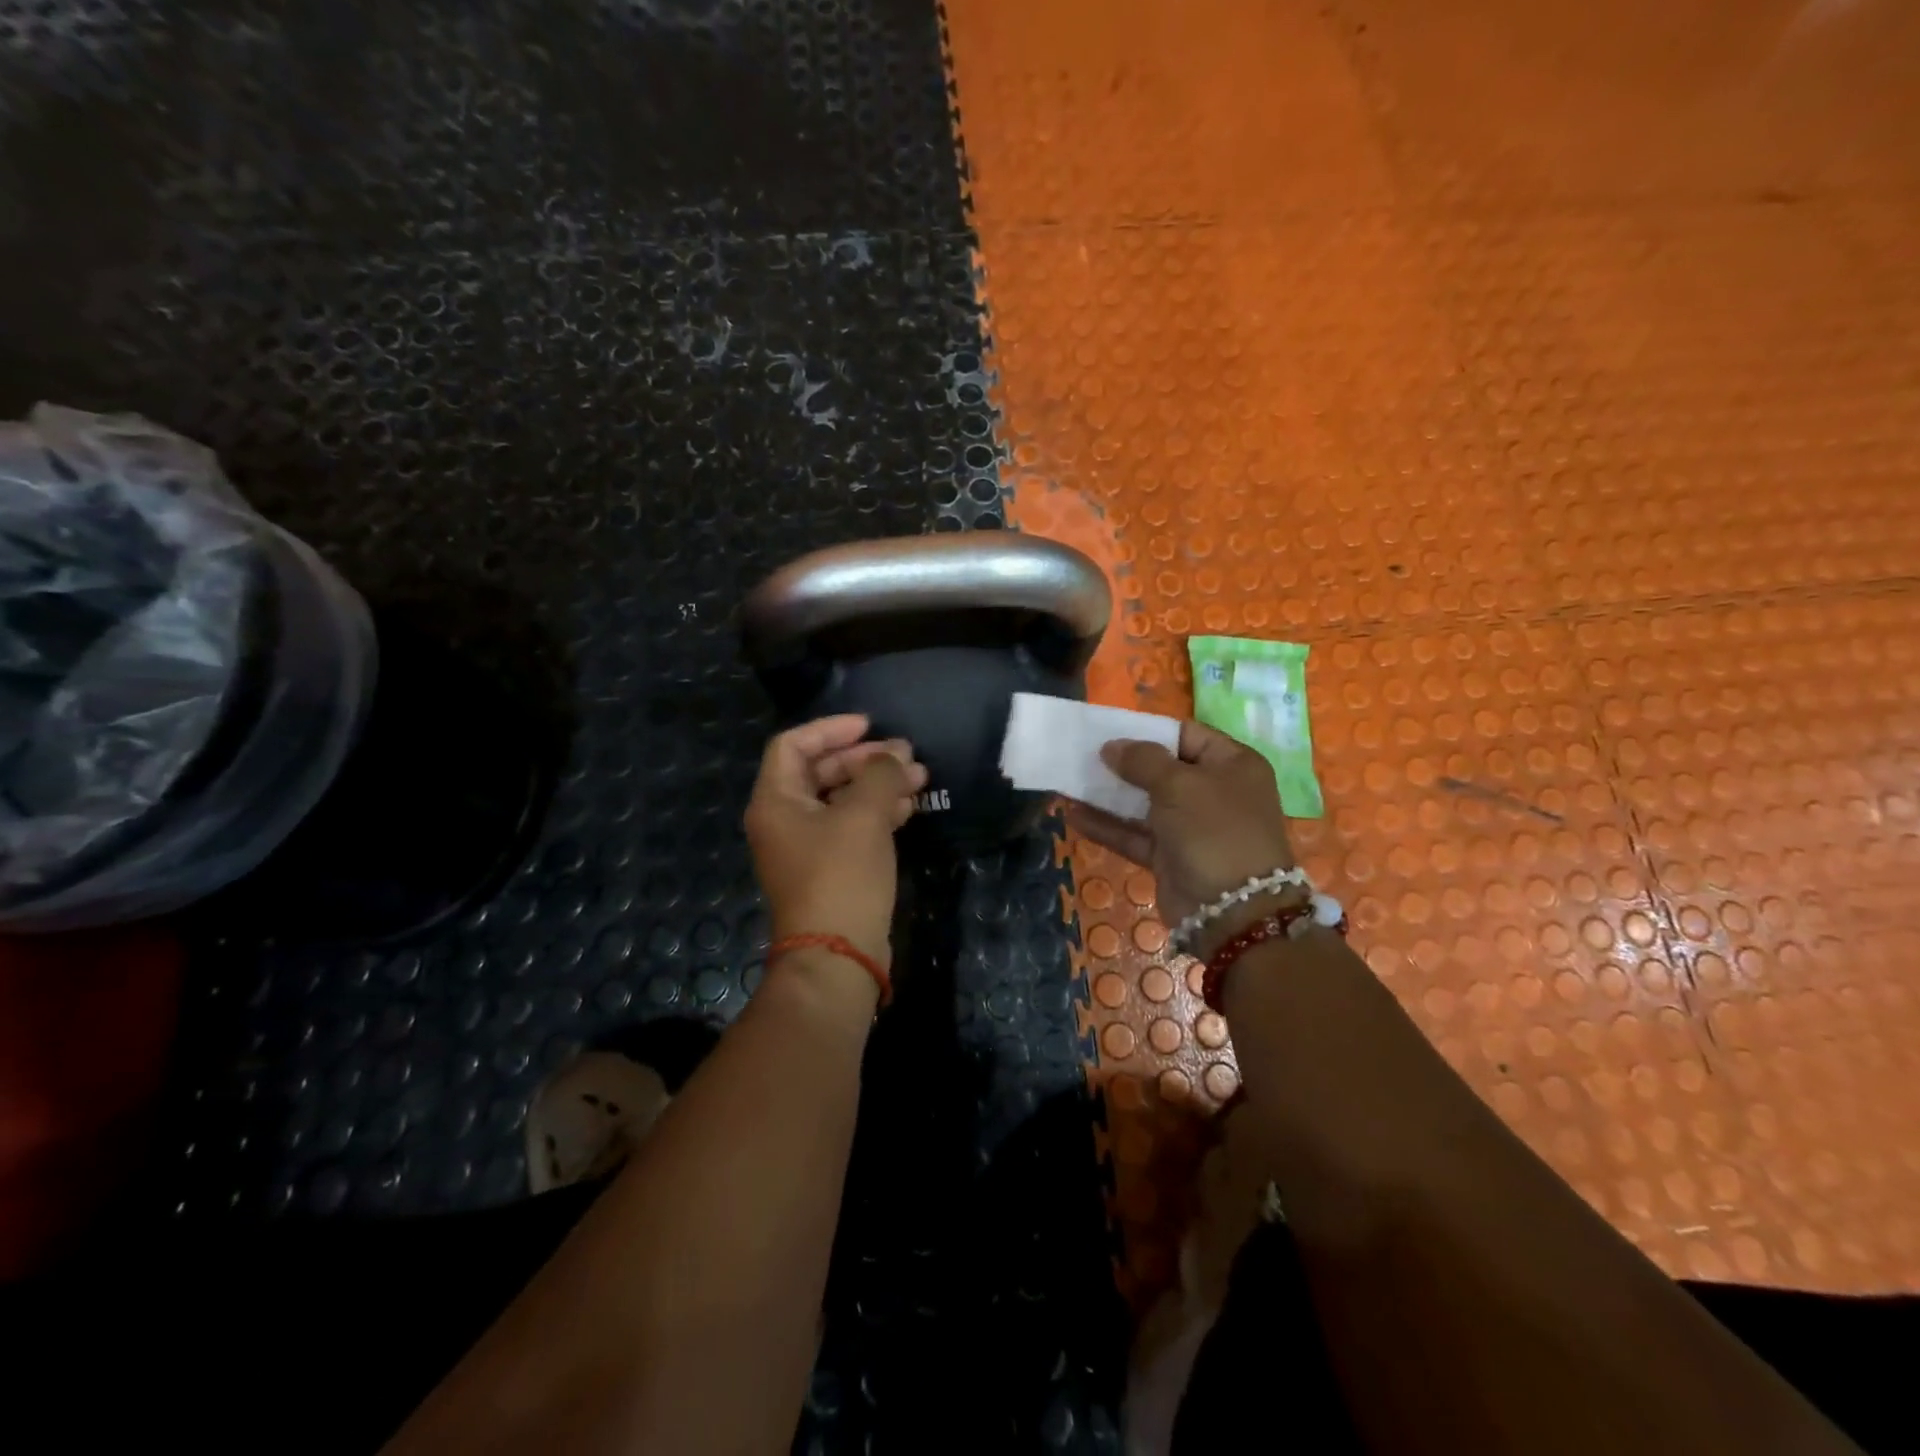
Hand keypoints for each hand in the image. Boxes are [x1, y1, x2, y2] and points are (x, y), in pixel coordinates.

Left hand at [745, 714, 926, 971]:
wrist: (838, 955)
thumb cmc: (841, 875)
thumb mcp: (864, 816)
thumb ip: (880, 774)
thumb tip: (895, 754)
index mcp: (776, 801)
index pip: (793, 745)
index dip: (831, 729)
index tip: (870, 725)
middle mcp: (784, 820)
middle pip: (821, 770)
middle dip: (865, 759)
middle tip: (905, 754)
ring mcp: (806, 847)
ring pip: (841, 799)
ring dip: (878, 784)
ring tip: (919, 777)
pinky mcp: (829, 869)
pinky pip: (851, 826)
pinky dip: (878, 812)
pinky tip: (910, 808)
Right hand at [1065, 720, 1294, 954]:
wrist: (1232, 912)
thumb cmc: (1213, 831)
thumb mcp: (1179, 784)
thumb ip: (1142, 760)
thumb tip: (1111, 747)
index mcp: (1232, 765)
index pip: (1187, 735)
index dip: (1149, 731)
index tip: (1111, 731)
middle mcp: (1214, 792)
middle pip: (1163, 769)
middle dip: (1124, 763)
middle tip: (1085, 754)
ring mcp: (1192, 827)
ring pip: (1144, 803)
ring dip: (1109, 794)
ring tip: (1071, 780)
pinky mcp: (1170, 856)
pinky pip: (1135, 833)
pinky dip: (1107, 825)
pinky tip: (1073, 814)